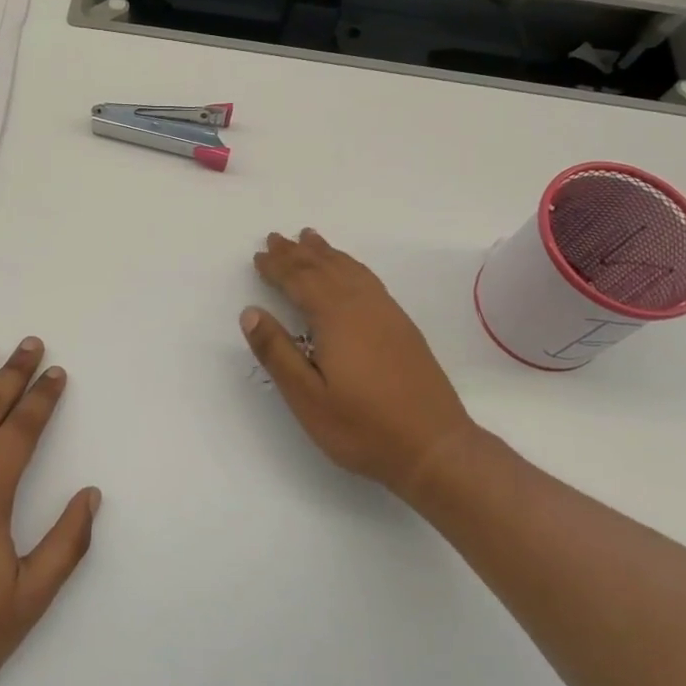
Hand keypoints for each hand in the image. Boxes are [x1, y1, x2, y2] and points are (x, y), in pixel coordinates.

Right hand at [243, 229, 476, 496]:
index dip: (277, 267)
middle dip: (297, 253)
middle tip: (276, 238)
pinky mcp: (403, 326)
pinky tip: (348, 271)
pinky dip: (351, 266)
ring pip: (350, 270)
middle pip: (325, 268)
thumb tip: (250, 312)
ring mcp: (387, 314)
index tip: (259, 255)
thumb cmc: (363, 427)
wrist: (434, 446)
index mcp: (336, 318)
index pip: (300, 281)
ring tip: (309, 239)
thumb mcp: (308, 398)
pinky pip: (369, 280)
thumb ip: (277, 352)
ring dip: (326, 253)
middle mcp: (363, 306)